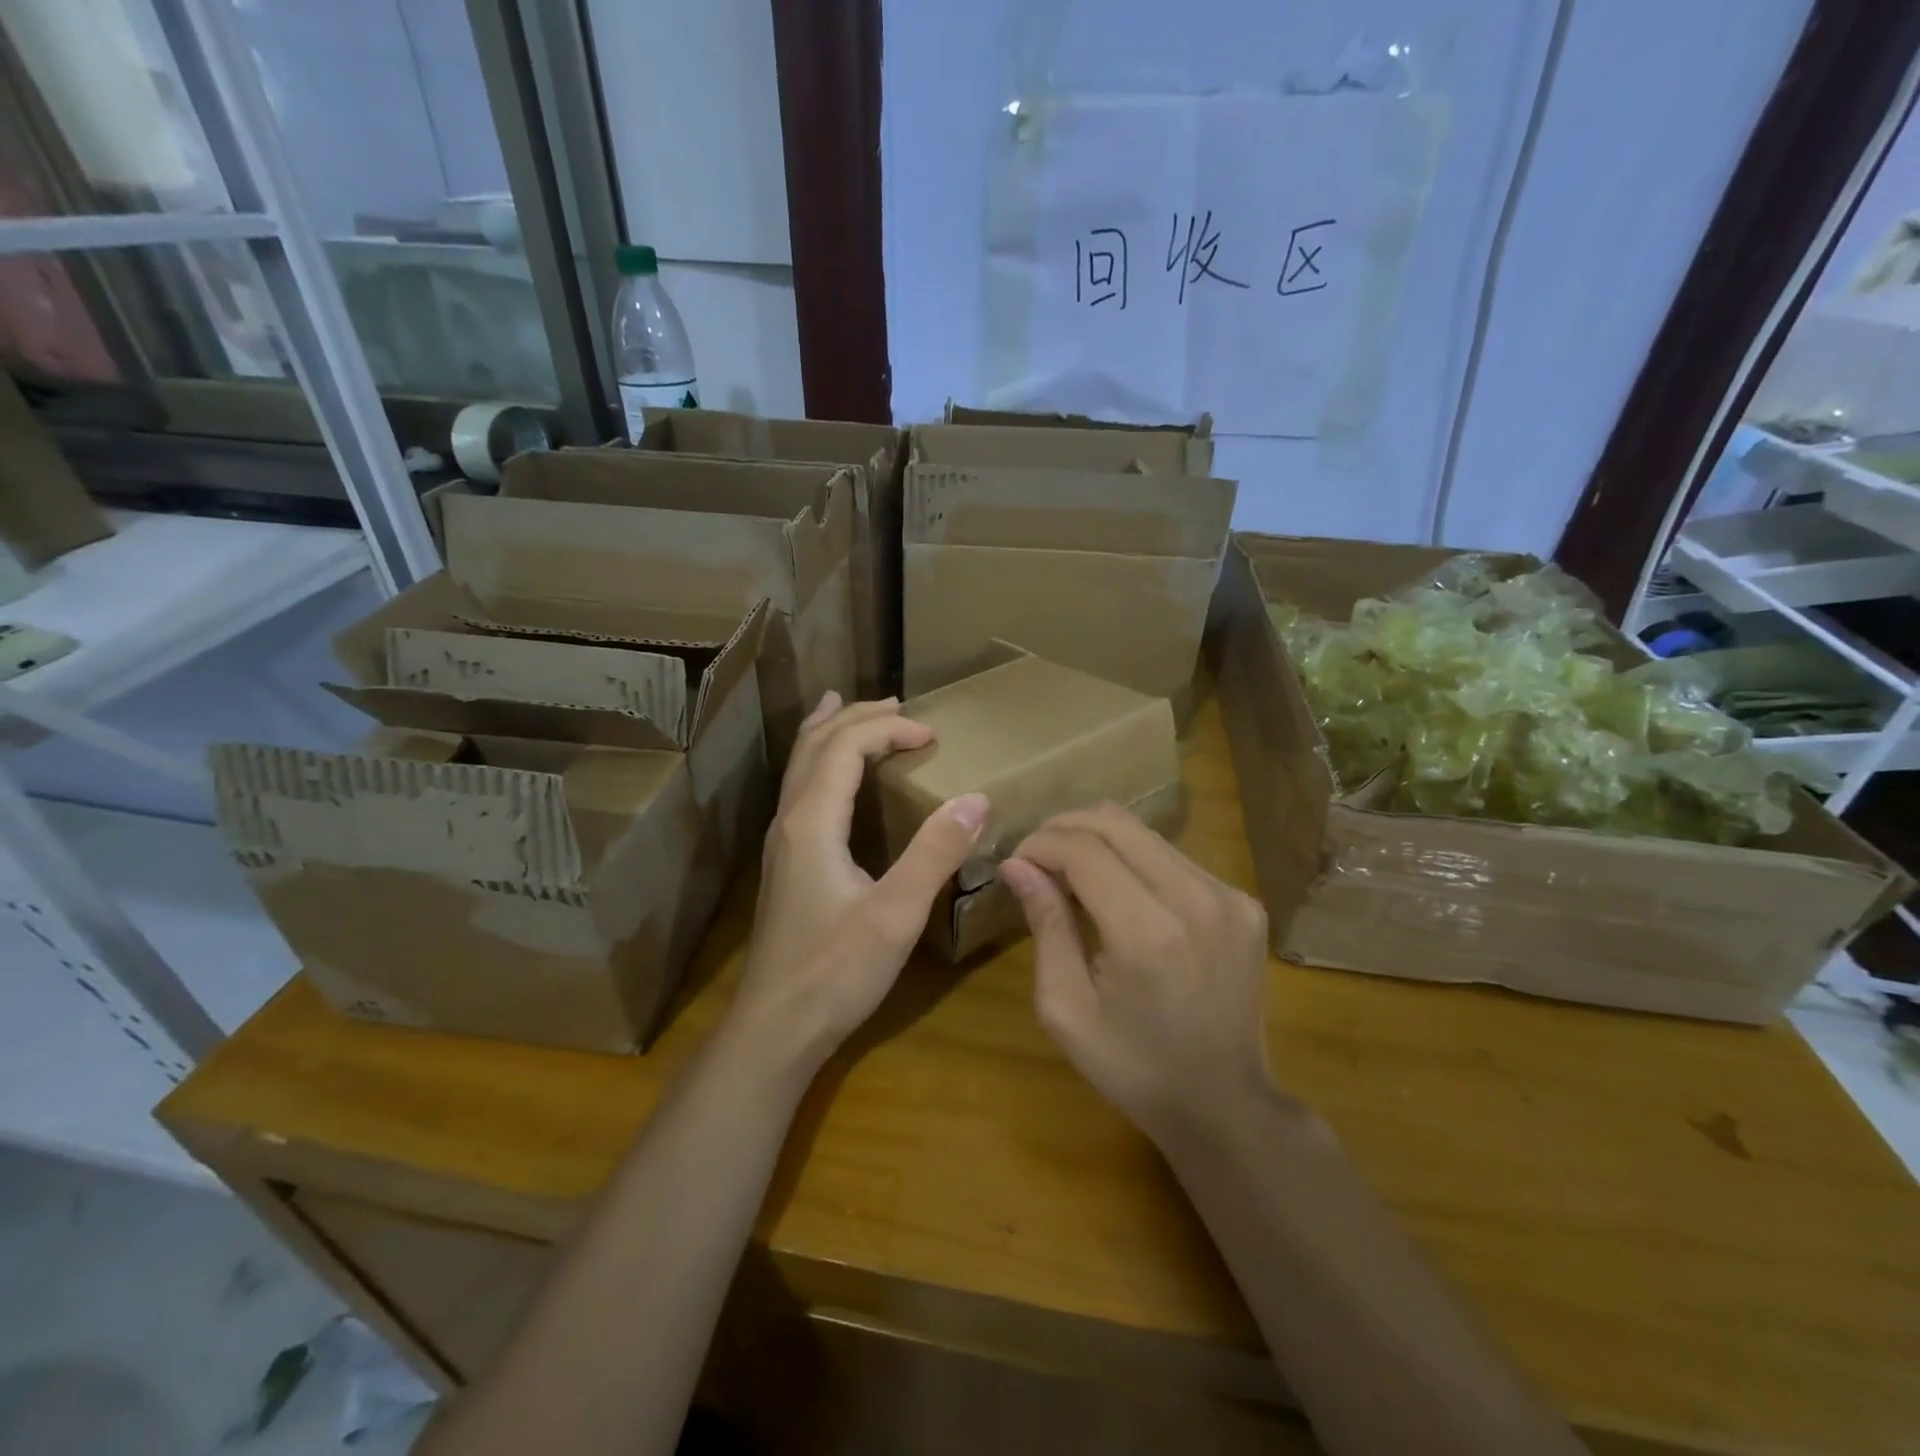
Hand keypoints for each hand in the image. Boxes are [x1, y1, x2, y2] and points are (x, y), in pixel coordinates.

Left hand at [732, 693, 987, 1072]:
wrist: (776, 1027)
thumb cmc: (836, 972)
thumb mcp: (896, 914)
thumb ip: (935, 854)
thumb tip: (977, 798)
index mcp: (812, 821)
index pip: (845, 746)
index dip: (888, 728)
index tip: (933, 735)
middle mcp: (790, 820)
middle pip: (815, 744)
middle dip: (856, 716)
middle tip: (898, 704)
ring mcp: (782, 842)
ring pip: (801, 765)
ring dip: (831, 732)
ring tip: (853, 709)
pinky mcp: (787, 863)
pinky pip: (802, 789)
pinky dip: (822, 761)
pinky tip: (835, 778)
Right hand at [999, 805, 1276, 1149]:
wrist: (1225, 1105)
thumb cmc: (1133, 1066)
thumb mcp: (1067, 1007)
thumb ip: (1046, 925)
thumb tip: (1017, 865)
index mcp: (1146, 932)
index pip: (1083, 849)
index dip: (1041, 843)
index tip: (1016, 861)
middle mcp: (1194, 899)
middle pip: (1117, 823)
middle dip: (1066, 828)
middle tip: (1038, 855)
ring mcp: (1228, 897)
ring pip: (1148, 835)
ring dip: (1101, 841)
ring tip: (1072, 871)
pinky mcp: (1245, 903)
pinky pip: (1176, 859)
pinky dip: (1138, 862)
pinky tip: (1122, 894)